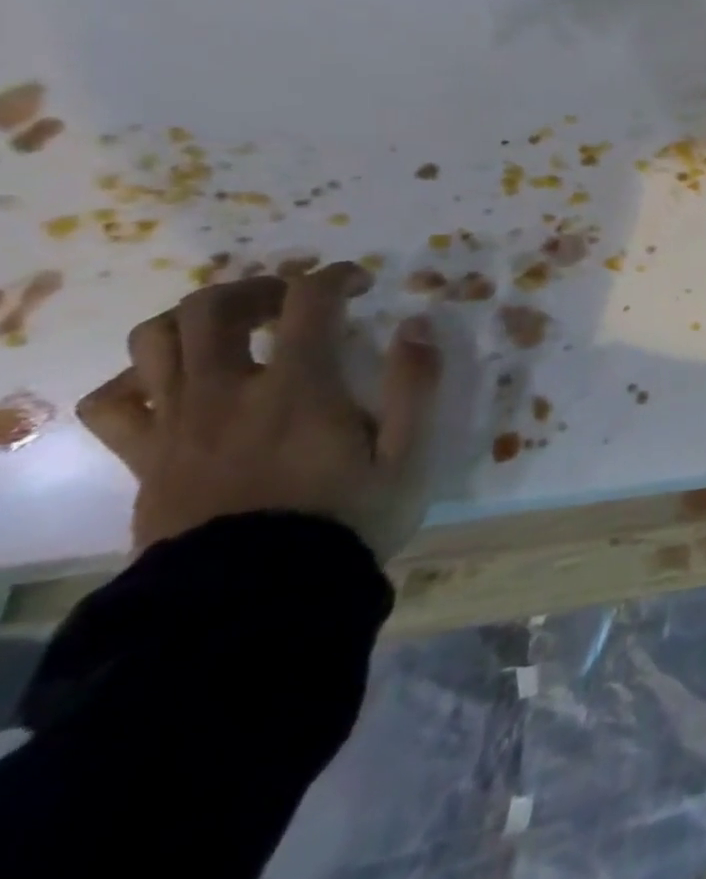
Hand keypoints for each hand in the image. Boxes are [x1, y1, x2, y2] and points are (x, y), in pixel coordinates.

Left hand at [76, 262, 441, 561]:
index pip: (310, 300)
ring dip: (195, 319)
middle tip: (291, 300)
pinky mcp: (145, 458)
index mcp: (299, 386)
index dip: (335, 277)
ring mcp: (177, 423)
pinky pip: (114, 401)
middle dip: (257, 286)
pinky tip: (175, 381)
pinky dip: (139, 376)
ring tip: (234, 329)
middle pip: (212, 306)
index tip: (359, 282)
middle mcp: (229, 391)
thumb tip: (418, 325)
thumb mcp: (407, 456)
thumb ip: (415, 385)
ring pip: (155, 341)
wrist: (254, 601)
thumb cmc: (344, 521)